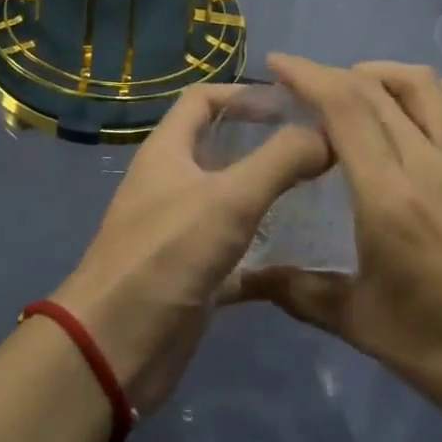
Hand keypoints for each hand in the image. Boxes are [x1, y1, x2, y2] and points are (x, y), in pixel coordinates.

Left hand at [53, 84, 329, 413]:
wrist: (114, 348)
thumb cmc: (166, 256)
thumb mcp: (228, 200)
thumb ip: (279, 161)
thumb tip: (327, 133)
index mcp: (168, 150)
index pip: (203, 99)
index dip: (244, 94)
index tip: (292, 104)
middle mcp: (172, 183)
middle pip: (221, 147)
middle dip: (265, 143)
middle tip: (318, 148)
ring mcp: (182, 230)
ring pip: (232, 200)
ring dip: (270, 195)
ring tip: (322, 194)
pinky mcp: (194, 274)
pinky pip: (237, 252)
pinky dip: (267, 251)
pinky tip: (307, 256)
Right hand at [230, 56, 441, 441]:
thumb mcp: (361, 324)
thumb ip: (297, 292)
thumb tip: (241, 280)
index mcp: (390, 197)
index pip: (345, 108)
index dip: (308, 75)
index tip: (277, 63)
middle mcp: (431, 165)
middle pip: (378, 91)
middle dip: (333, 74)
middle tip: (302, 85)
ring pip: (427, 88)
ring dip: (385, 74)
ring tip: (355, 88)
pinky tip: (429, 104)